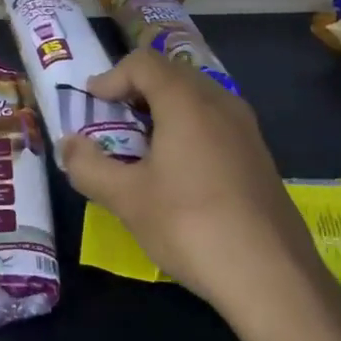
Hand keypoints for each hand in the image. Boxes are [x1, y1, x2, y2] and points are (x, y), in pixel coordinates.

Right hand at [60, 50, 340, 339]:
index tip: (92, 102)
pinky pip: (215, 121)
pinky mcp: (259, 155)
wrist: (273, 277)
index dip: (112, 76)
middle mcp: (219, 101)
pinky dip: (188, 127)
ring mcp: (245, 127)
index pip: (143, 63)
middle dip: (136, 89)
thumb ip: (89, 167)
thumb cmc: (191, 225)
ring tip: (142, 143)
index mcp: (186, 100)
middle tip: (112, 118)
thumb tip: (67, 144)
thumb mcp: (127, 199)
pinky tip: (179, 169)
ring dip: (163, 108)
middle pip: (171, 73)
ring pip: (196, 96)